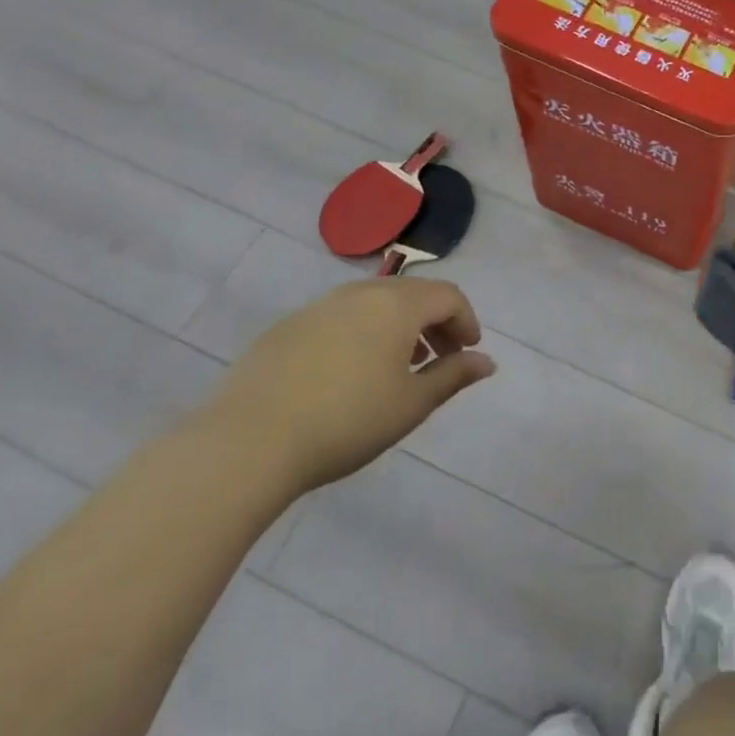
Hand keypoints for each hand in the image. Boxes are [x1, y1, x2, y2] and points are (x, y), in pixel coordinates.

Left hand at [199, 279, 495, 495]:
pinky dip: (360, 334)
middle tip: (438, 359)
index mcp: (397, 304)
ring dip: (397, 327)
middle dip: (434, 322)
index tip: (468, 352)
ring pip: (373, 303)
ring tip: (396, 368)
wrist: (247, 443)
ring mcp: (319, 307)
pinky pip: (338, 319)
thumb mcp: (411, 404)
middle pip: (412, 294)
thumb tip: (487, 362)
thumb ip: (453, 376)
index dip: (466, 321)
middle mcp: (360, 292)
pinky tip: (347, 375)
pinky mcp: (286, 328)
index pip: (448, 296)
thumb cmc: (346, 421)